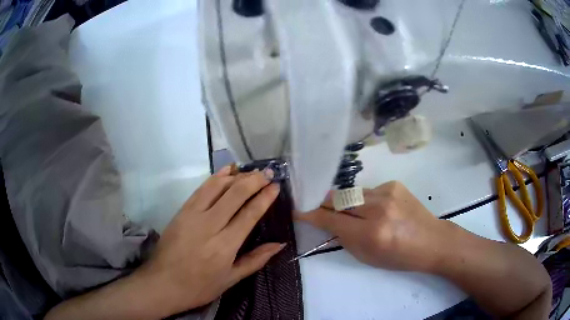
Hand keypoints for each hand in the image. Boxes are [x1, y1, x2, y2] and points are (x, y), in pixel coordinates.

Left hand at [137, 167, 283, 314]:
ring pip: (217, 187)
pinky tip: (226, 171)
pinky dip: (215, 177)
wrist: (163, 283)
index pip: (249, 214)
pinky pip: (201, 189)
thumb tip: (279, 244)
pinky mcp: (181, 211)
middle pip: (235, 194)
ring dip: (236, 176)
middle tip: (267, 173)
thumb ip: (255, 260)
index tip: (275, 186)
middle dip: (254, 181)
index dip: (265, 198)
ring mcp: (193, 215)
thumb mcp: (230, 279)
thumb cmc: (199, 286)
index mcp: (225, 245)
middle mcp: (210, 225)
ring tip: (250, 171)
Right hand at [300, 181, 448, 271]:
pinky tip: (379, 209)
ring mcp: (387, 193)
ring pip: (352, 193)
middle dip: (324, 203)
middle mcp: (378, 209)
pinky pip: (369, 191)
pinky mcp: (394, 184)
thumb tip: (328, 222)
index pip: (331, 220)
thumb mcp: (367, 257)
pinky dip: (366, 200)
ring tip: (355, 214)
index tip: (298, 210)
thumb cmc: (399, 257)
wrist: (431, 241)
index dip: (311, 214)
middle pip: (337, 199)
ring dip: (347, 203)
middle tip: (318, 207)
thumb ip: (345, 238)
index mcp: (371, 234)